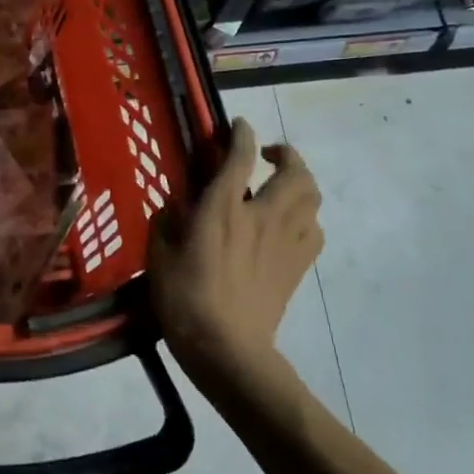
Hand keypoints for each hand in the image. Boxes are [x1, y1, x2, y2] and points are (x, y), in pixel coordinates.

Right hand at [150, 118, 322, 392]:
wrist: (226, 348)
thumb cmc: (184, 298)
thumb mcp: (159, 254)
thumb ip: (167, 222)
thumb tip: (176, 205)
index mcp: (223, 209)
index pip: (239, 157)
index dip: (241, 134)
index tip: (237, 126)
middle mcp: (262, 216)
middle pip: (295, 172)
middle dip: (286, 154)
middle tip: (268, 156)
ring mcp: (285, 242)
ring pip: (312, 198)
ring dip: (301, 183)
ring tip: (281, 186)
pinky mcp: (297, 266)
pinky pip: (314, 229)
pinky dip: (305, 217)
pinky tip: (287, 224)